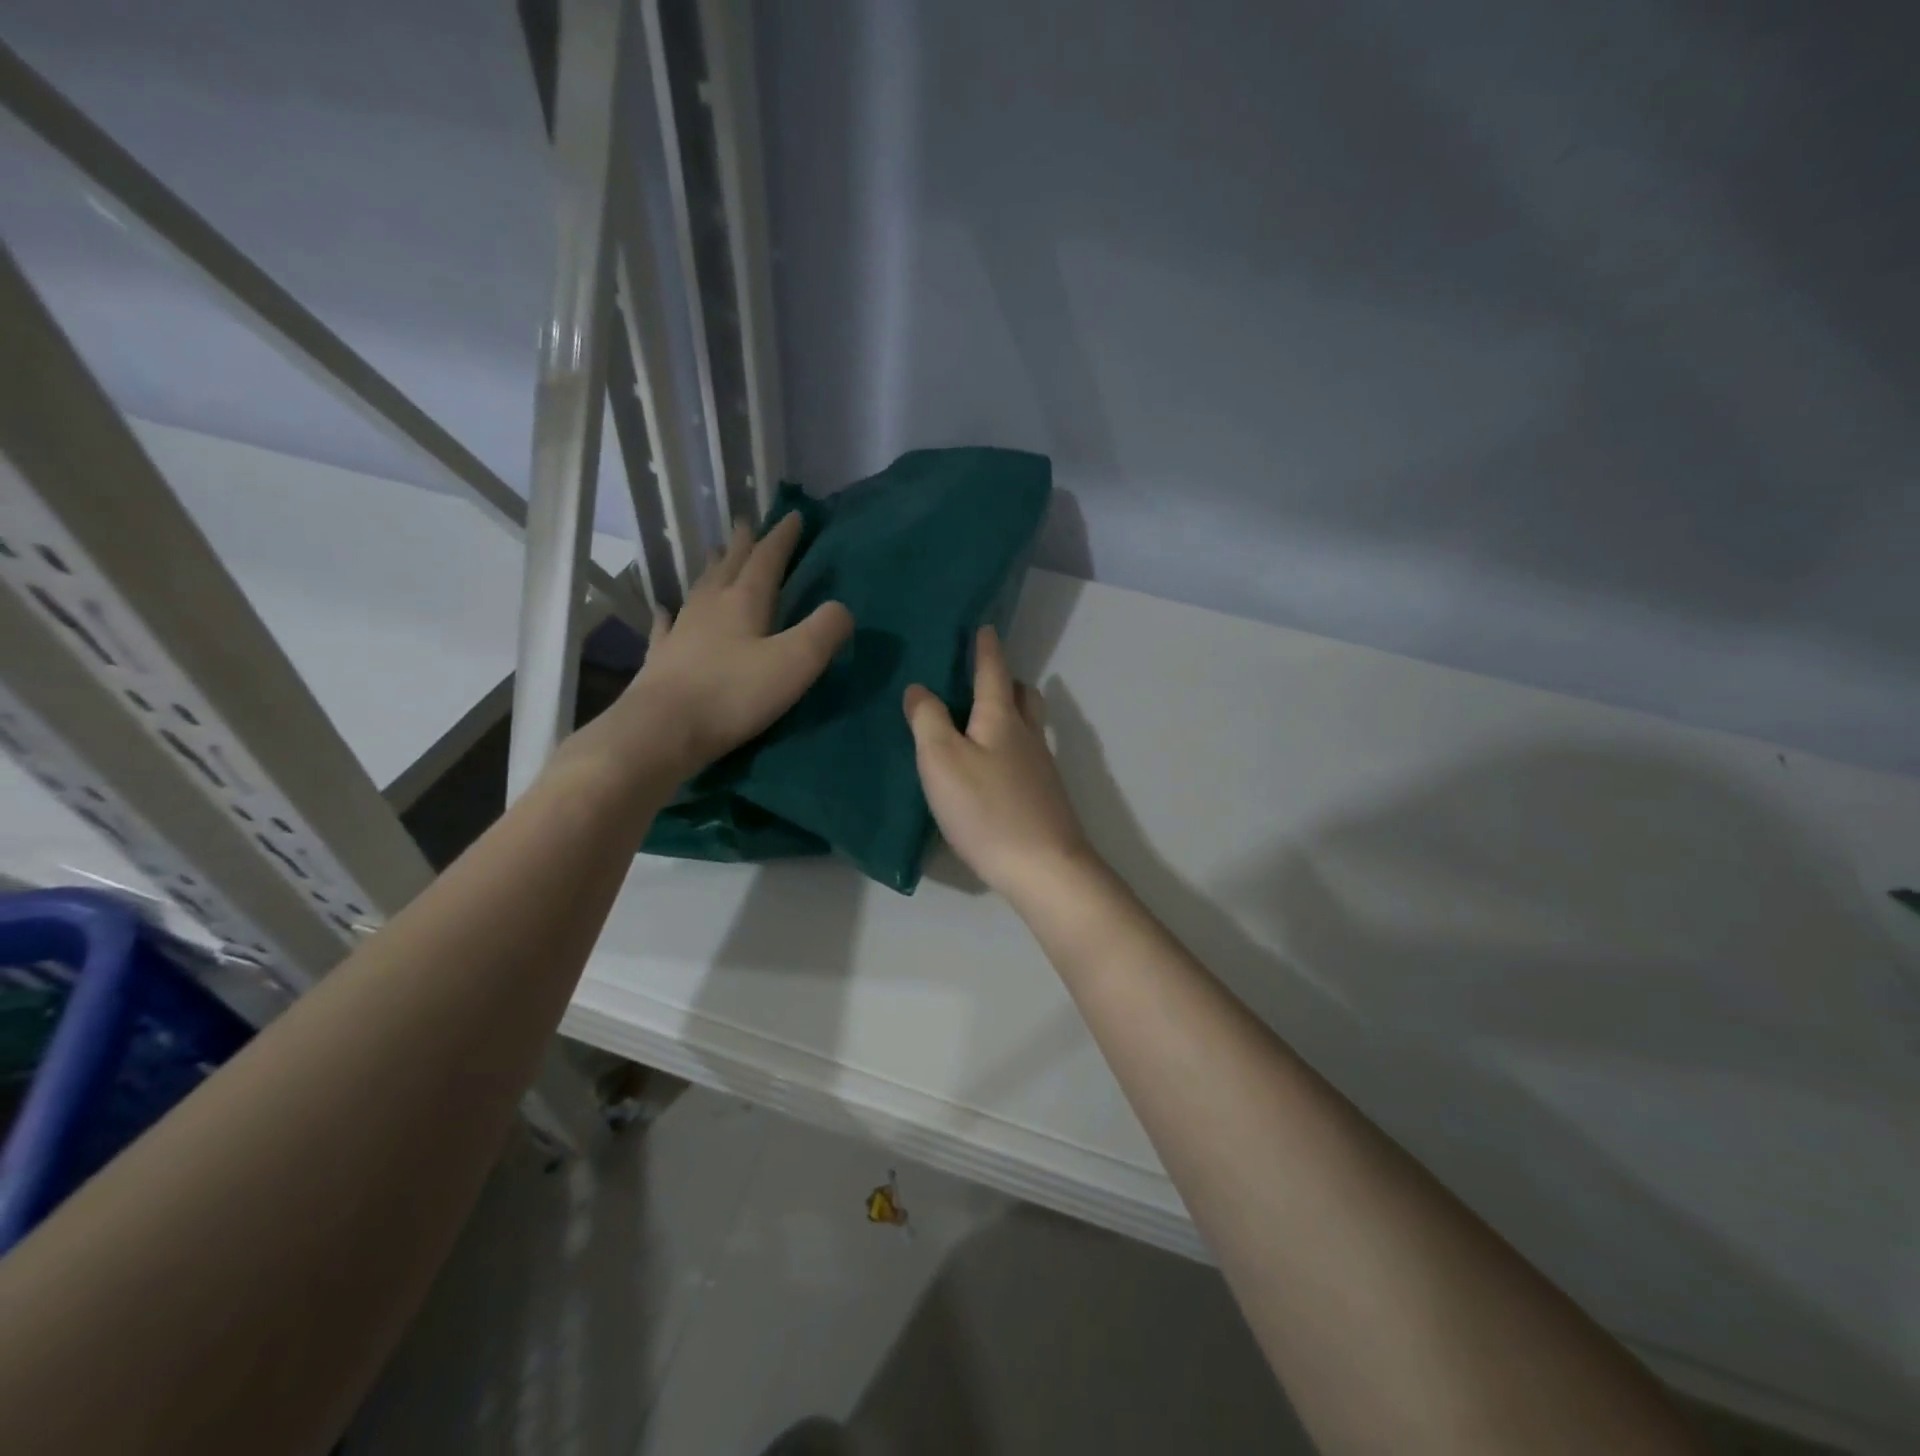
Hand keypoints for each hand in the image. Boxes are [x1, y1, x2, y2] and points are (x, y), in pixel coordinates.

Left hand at [608, 514, 852, 778]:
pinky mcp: (662, 660)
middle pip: (730, 566)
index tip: (794, 516)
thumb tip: (842, 609)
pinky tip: (664, 610)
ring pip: (700, 590)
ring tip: (717, 555)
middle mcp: (710, 607)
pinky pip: (666, 627)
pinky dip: (668, 615)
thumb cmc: (734, 695)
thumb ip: (824, 631)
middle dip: (744, 545)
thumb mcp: (795, 663)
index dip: (782, 538)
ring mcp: (681, 632)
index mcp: (744, 602)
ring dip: (713, 570)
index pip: (767, 559)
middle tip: (748, 524)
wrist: (662, 731)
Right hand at [904, 626, 1098, 899]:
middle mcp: (1027, 735)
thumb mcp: (942, 760)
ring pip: (1028, 725)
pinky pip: (1026, 755)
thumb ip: (928, 720)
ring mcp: (1041, 767)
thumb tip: (919, 688)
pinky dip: (1010, 746)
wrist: (1043, 867)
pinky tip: (993, 767)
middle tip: (982, 678)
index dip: (986, 648)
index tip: (984, 627)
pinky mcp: (1044, 797)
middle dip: (1005, 680)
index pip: (993, 671)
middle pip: (1022, 696)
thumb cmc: (986, 809)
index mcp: (1001, 718)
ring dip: (1010, 712)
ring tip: (981, 720)